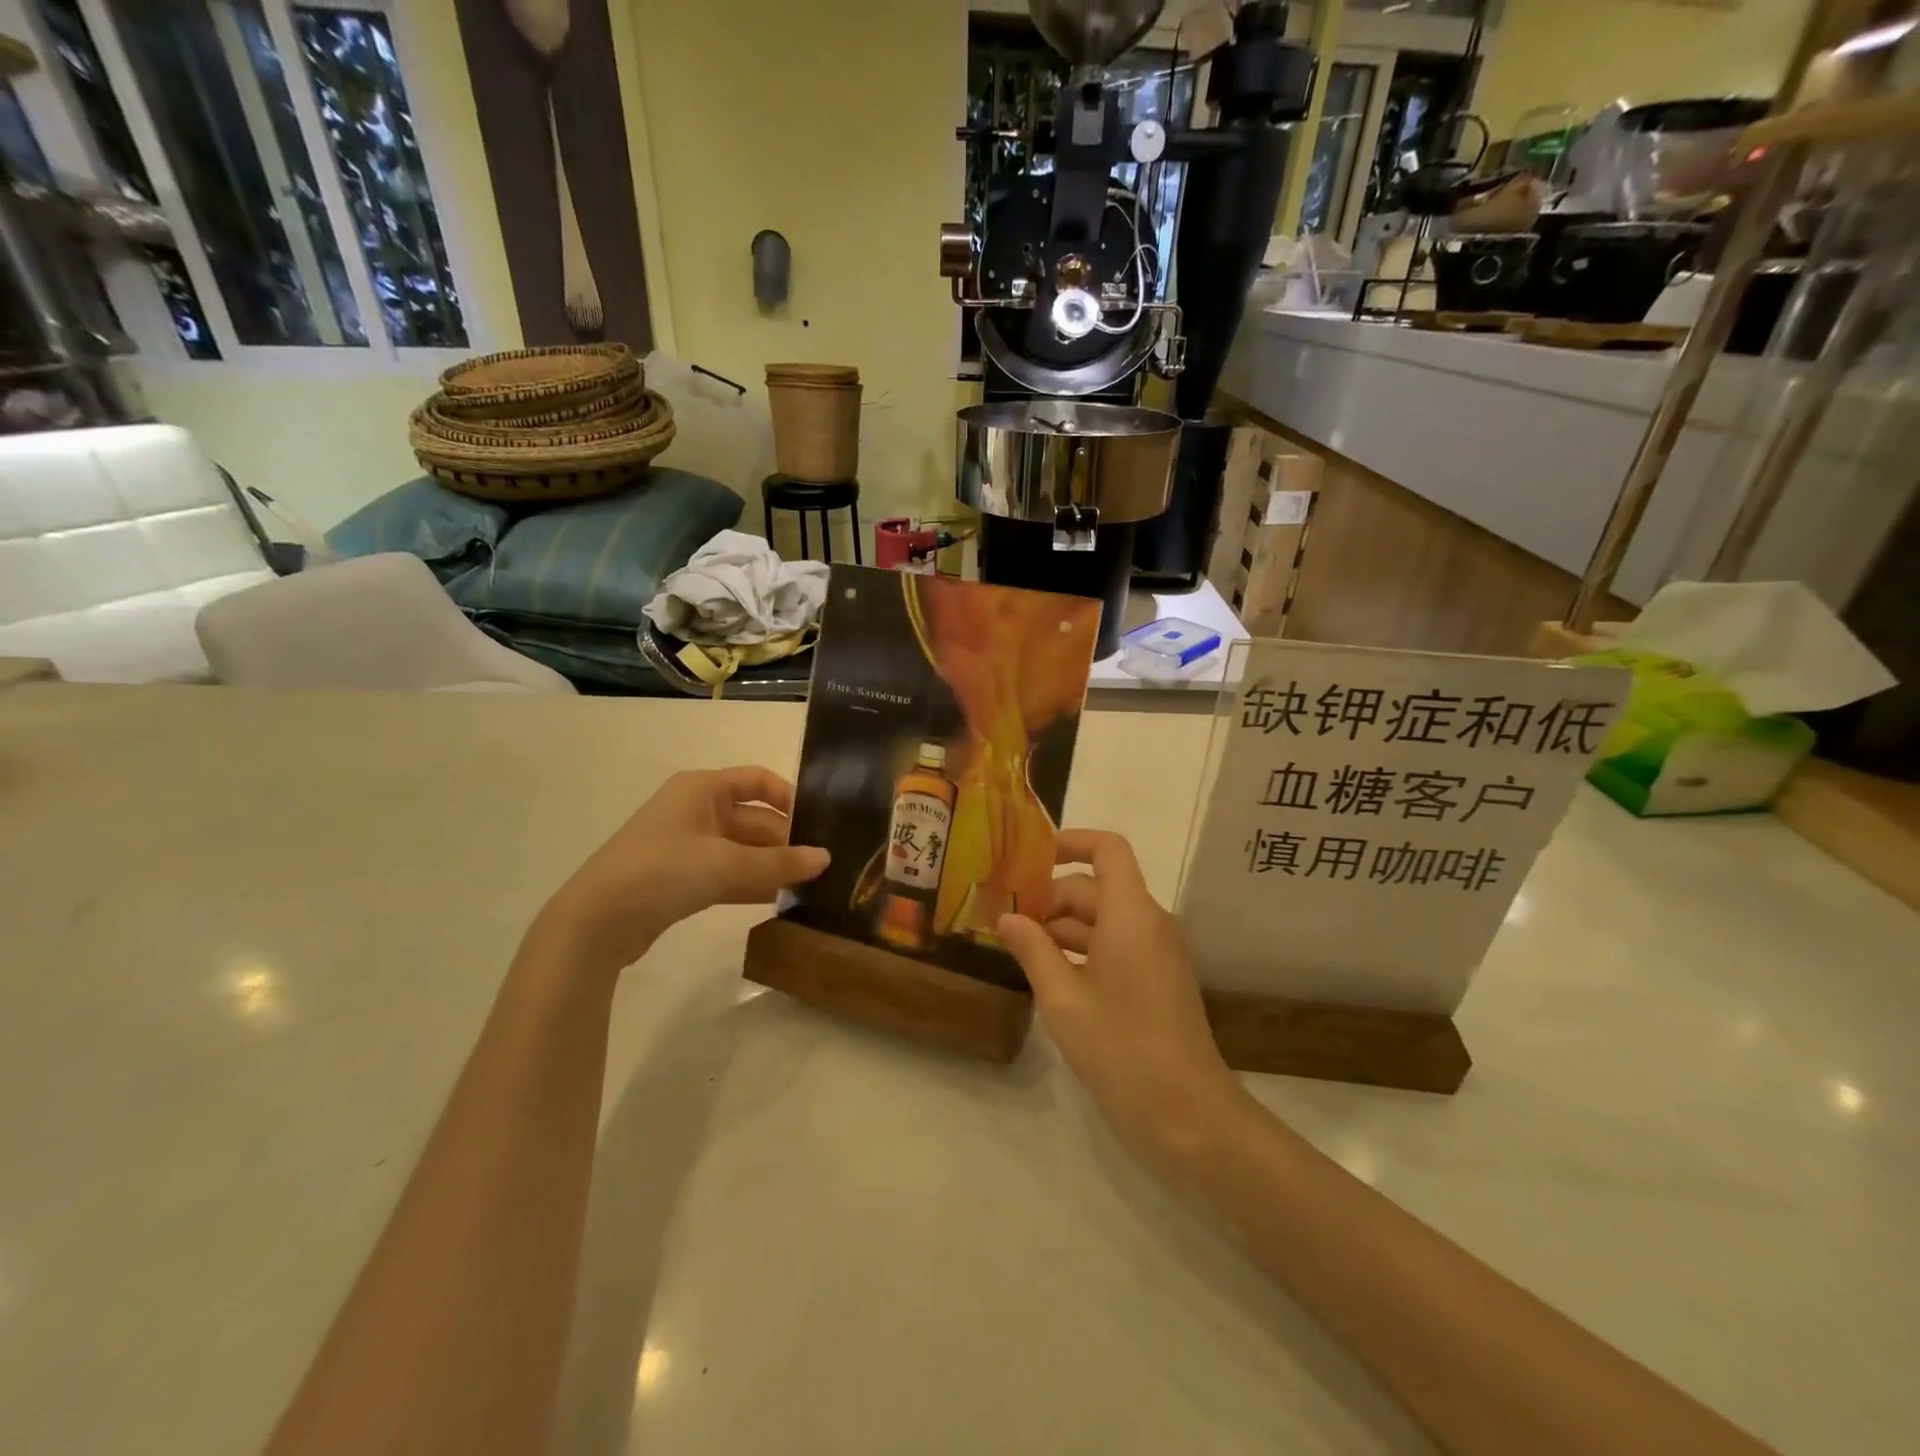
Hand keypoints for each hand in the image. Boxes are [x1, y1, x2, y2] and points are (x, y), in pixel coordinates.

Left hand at [536, 766, 827, 976]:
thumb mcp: (727, 865)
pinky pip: (726, 872)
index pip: (757, 780)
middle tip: (820, 864)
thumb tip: (825, 859)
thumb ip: (780, 863)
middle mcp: (695, 809)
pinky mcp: (679, 878)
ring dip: (770, 865)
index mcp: (702, 789)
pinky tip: (777, 900)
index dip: (788, 797)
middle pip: (752, 818)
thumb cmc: (663, 871)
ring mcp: (686, 845)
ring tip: (808, 884)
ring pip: (741, 849)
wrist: (596, 921)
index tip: (817, 823)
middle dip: (784, 840)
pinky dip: (750, 882)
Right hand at [998, 831, 1245, 1168]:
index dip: (1072, 841)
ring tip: (1019, 949)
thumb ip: (1032, 949)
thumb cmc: (1120, 1048)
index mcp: (1131, 914)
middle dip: (1051, 898)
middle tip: (1006, 921)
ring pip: (1106, 919)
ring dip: (1064, 927)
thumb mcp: (1062, 998)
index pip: (1108, 850)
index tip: (1031, 859)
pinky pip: (1119, 944)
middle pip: (1097, 888)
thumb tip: (1006, 918)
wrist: (1188, 1114)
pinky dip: (1085, 949)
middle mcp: (1150, 922)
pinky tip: (1052, 974)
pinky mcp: (1160, 978)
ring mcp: (1159, 952)